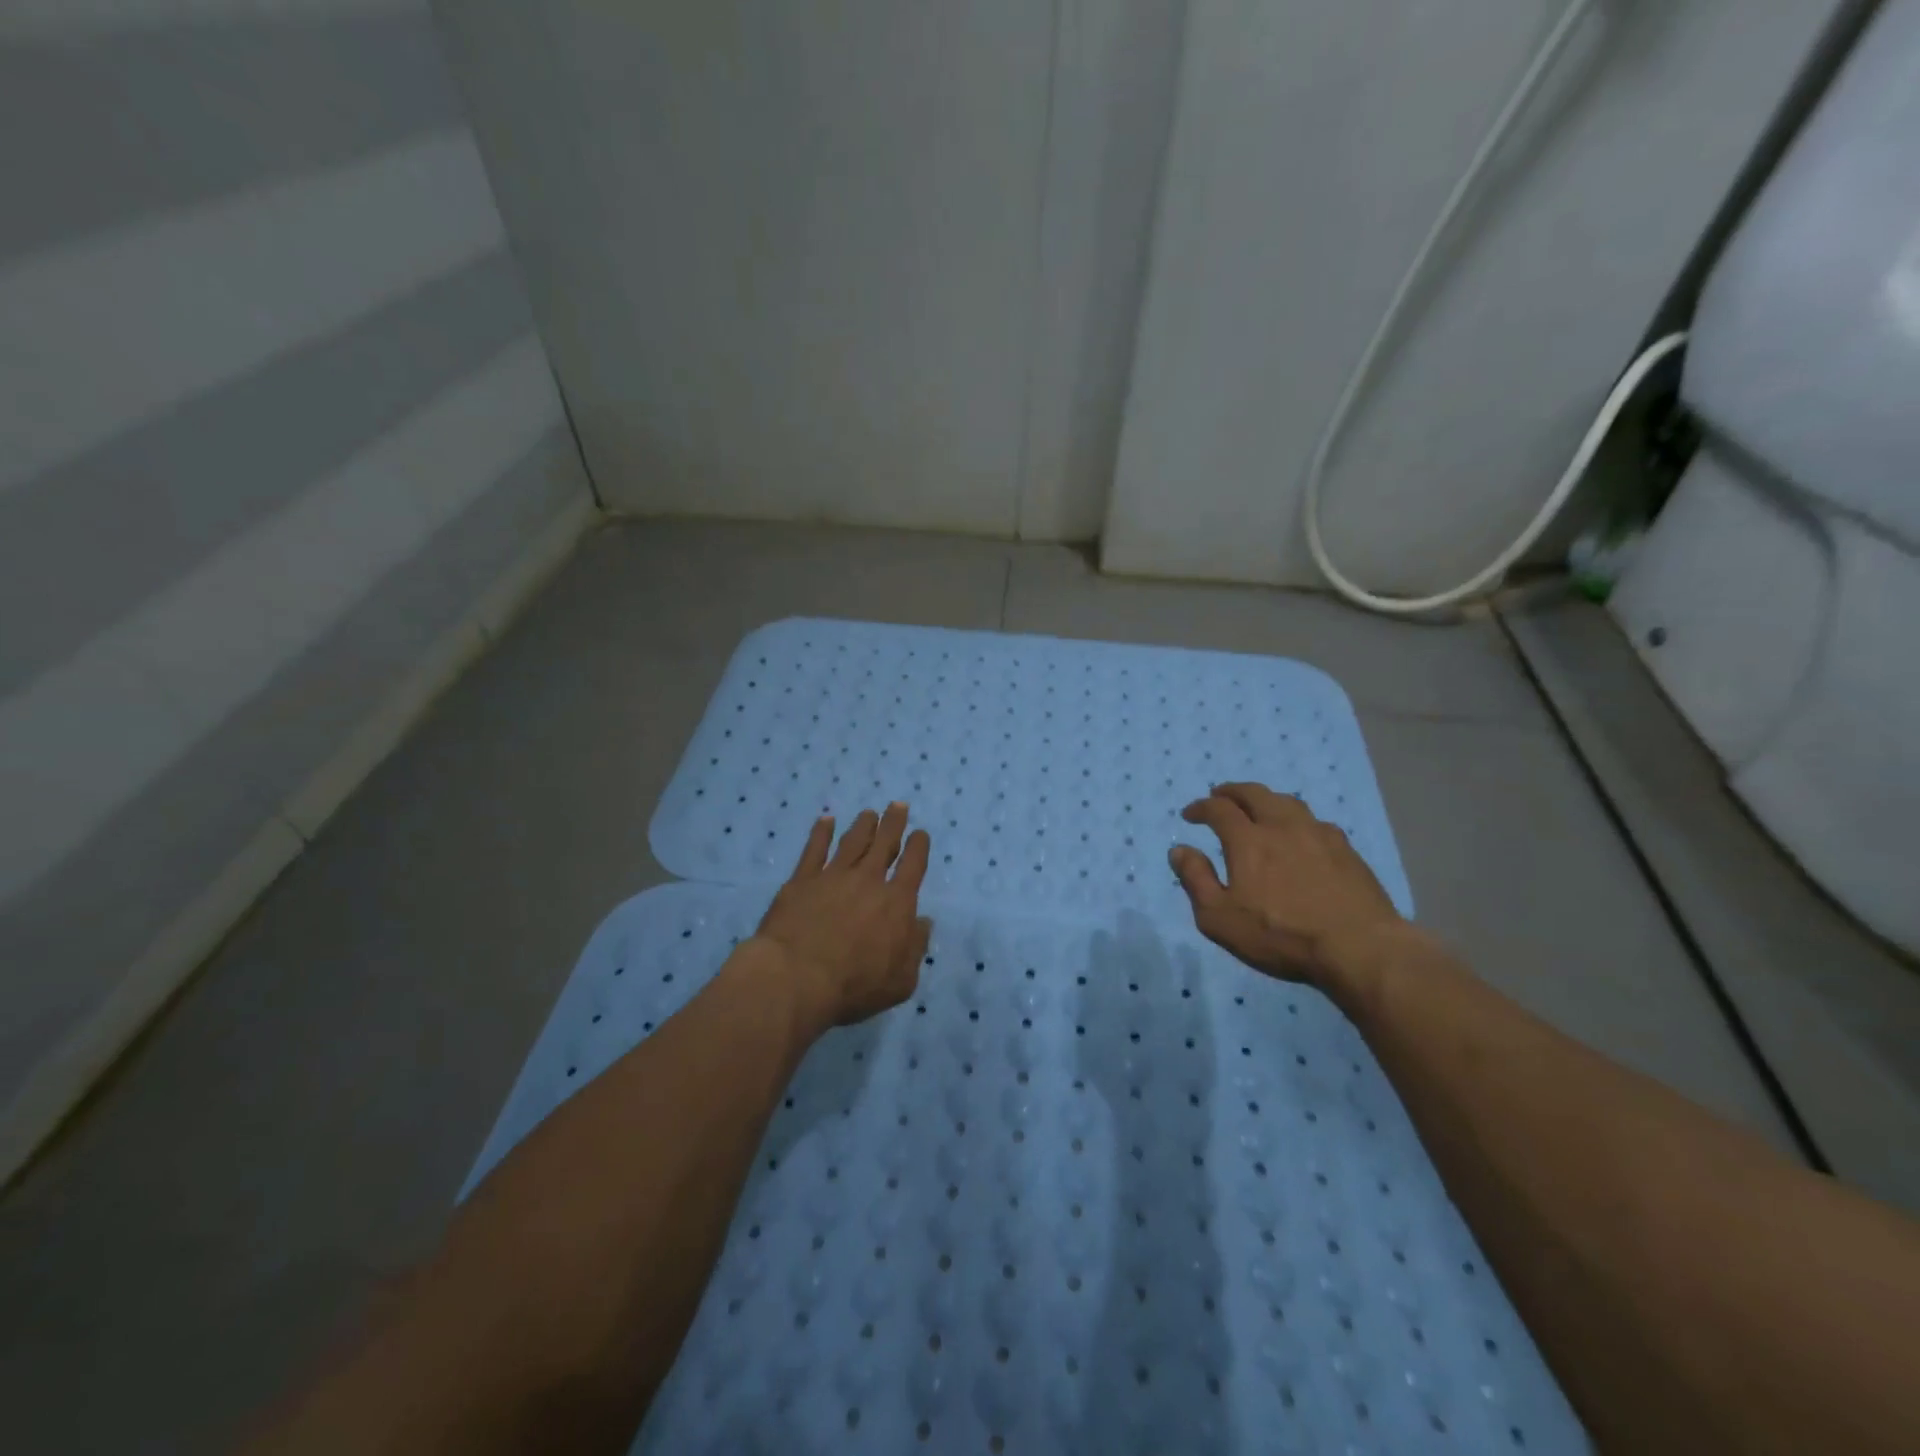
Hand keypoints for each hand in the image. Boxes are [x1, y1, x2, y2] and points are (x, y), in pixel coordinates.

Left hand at [752, 803, 932, 1031]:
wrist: (796, 978)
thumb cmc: (854, 986)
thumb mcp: (901, 981)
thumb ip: (915, 948)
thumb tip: (923, 922)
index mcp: (896, 903)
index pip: (913, 866)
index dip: (919, 847)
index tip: (920, 834)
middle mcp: (867, 881)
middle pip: (884, 843)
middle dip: (894, 823)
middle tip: (898, 806)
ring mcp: (832, 876)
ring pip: (853, 842)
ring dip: (863, 825)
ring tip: (869, 813)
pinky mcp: (801, 880)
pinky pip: (814, 849)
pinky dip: (821, 832)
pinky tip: (826, 820)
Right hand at [1169, 782, 1404, 987]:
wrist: (1358, 948)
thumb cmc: (1280, 935)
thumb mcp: (1220, 918)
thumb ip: (1196, 880)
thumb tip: (1179, 850)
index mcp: (1248, 840)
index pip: (1219, 809)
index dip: (1201, 808)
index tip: (1190, 814)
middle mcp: (1282, 826)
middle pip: (1254, 794)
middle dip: (1232, 792)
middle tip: (1220, 796)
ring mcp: (1318, 835)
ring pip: (1287, 802)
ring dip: (1266, 800)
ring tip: (1259, 809)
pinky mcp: (1346, 850)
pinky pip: (1315, 822)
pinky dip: (1296, 820)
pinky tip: (1300, 834)